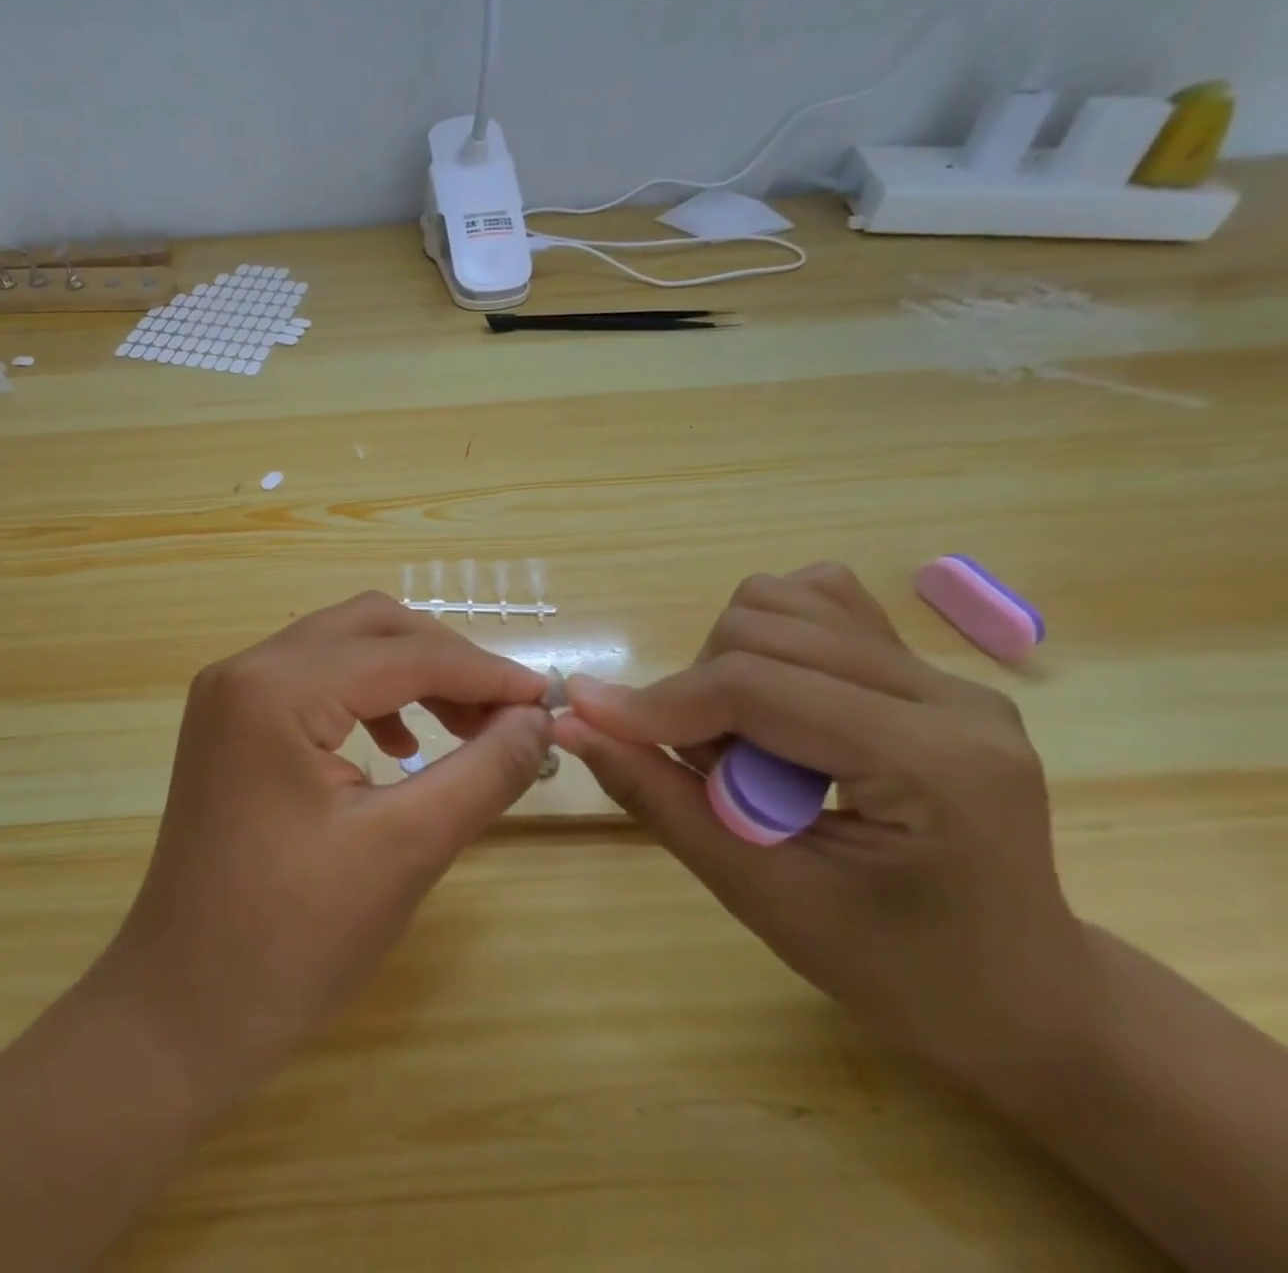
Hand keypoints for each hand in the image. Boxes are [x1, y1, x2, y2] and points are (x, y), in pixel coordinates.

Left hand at [95, 592, 553, 1101]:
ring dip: (409, 674)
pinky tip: (400, 746)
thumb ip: (484, 771)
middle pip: (369, 627)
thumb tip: (538, 718)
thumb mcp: (406, 849)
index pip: (403, 654)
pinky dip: (369, 698)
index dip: (484, 672)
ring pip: (342, 647)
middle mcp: (245, 670)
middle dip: (445, 660)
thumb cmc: (293, 939)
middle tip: (504, 712)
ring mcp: (230, 694)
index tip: (547, 697)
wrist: (182, 1010)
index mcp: (276, 689)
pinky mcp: (231, 724)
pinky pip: (314, 681)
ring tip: (463, 727)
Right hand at [555, 563, 1095, 1099]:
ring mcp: (946, 675)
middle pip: (764, 628)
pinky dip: (764, 643)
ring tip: (741, 741)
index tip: (593, 724)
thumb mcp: (762, 896)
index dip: (660, 702)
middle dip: (700, 691)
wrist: (1024, 995)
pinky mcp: (927, 671)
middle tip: (708, 771)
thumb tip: (571, 722)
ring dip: (728, 662)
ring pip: (785, 600)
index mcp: (932, 762)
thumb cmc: (899, 972)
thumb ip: (658, 799)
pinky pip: (818, 608)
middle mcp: (950, 694)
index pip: (758, 686)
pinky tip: (770, 707)